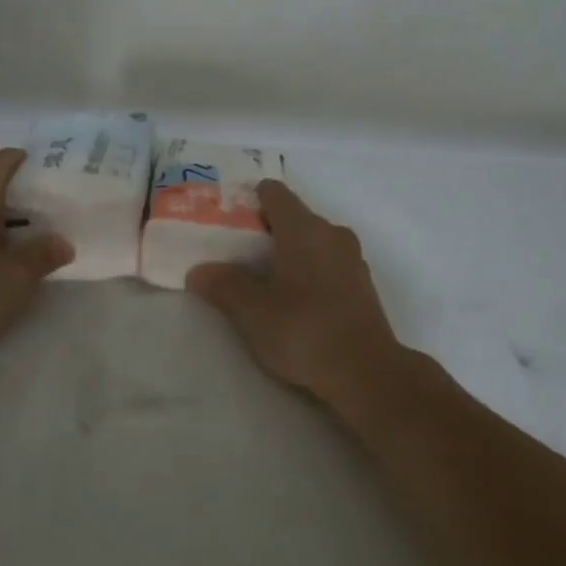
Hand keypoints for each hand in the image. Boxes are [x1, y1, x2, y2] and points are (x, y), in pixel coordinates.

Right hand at [186, 179, 404, 409]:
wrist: (366, 372)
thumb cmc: (304, 331)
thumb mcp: (252, 312)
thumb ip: (224, 286)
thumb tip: (199, 272)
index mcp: (305, 229)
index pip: (275, 193)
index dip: (249, 200)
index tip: (228, 221)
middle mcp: (332, 234)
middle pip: (294, 217)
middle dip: (266, 231)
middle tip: (237, 256)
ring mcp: (352, 260)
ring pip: (313, 243)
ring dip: (289, 254)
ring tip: (263, 281)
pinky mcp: (363, 287)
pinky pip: (328, 265)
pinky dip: (309, 272)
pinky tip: (294, 301)